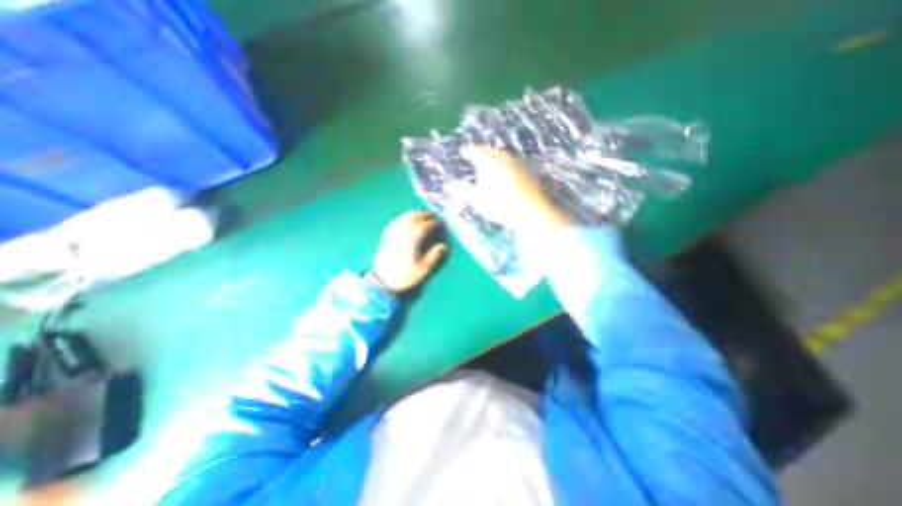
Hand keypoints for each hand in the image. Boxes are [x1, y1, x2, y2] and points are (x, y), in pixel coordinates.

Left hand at [371, 211, 445, 294]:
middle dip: (424, 215)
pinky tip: (406, 220)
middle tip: (432, 216)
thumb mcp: (423, 269)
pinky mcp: (386, 236)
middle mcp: (401, 232)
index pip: (425, 226)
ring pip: (404, 218)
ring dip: (414, 214)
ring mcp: (393, 233)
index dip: (434, 223)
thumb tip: (443, 246)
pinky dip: (403, 218)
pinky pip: (396, 222)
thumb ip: (434, 256)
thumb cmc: (405, 275)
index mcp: (412, 239)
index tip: (441, 224)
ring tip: (421, 215)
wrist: (383, 280)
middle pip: (413, 217)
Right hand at [461, 144, 565, 228]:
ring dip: (496, 155)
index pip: (476, 152)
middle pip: (491, 150)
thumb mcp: (478, 200)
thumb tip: (449, 185)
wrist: (531, 210)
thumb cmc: (500, 205)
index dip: (468, 151)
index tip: (463, 151)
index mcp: (489, 163)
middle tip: (477, 152)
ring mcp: (518, 164)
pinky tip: (509, 169)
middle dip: (482, 150)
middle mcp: (504, 159)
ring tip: (492, 159)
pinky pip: (515, 163)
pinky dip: (507, 163)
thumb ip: (463, 191)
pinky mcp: (529, 171)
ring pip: (504, 156)